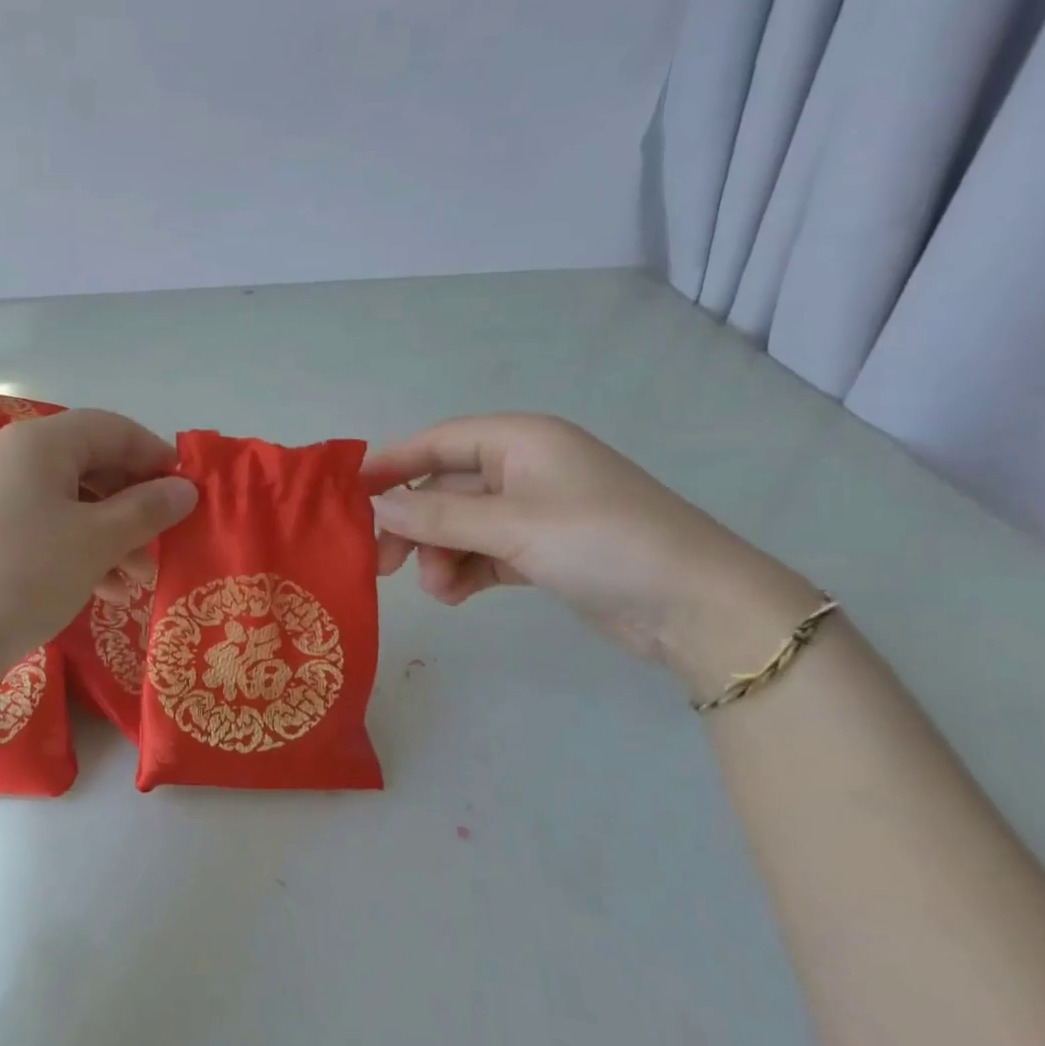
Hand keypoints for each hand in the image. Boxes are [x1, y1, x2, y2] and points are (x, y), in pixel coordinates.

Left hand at [0, 409, 196, 683]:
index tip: (188, 494)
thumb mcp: (97, 541)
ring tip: (136, 580)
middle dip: (135, 506)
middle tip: (162, 545)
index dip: (157, 457)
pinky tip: (103, 591)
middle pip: (94, 466)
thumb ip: (147, 509)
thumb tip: (186, 489)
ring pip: (74, 503)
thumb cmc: (24, 575)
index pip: (114, 429)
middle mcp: (16, 459)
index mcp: (41, 443)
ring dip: (113, 536)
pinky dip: (82, 552)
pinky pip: (49, 529)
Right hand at [364, 414, 816, 694]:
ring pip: (462, 526)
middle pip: (445, 488)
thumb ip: (438, 516)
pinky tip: (457, 595)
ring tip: (439, 592)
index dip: (391, 465)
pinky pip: (486, 552)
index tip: (348, 497)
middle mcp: (524, 468)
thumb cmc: (599, 542)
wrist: (696, 605)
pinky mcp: (543, 550)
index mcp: (520, 440)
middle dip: (415, 525)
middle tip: (382, 564)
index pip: (437, 441)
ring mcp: (535, 511)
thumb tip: (378, 506)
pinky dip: (467, 571)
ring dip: (442, 556)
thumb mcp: (511, 524)